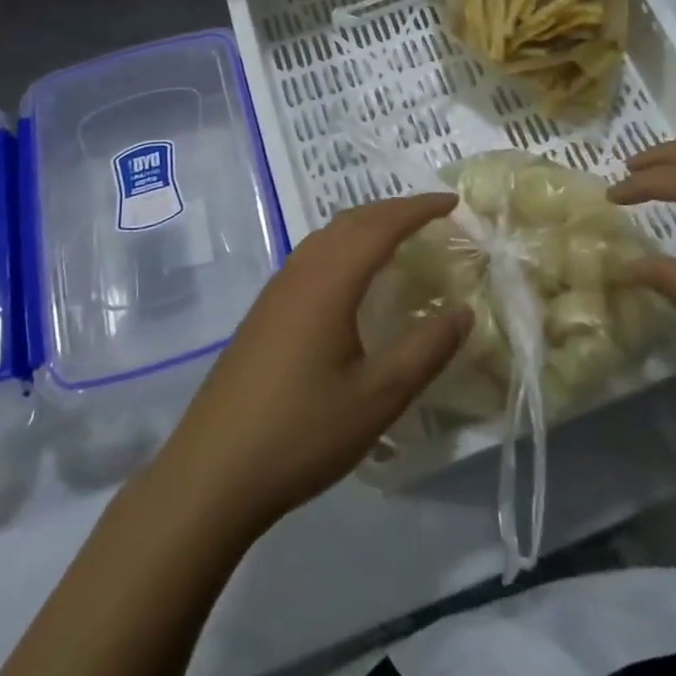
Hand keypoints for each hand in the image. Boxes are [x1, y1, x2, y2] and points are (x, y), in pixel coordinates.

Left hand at [152, 194, 468, 537]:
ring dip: (366, 225)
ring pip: (326, 236)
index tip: (452, 201)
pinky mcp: (263, 313)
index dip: (418, 208)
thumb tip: (464, 311)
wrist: (211, 474)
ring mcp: (275, 292)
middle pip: (351, 221)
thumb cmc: (301, 433)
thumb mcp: (378, 398)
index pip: (381, 226)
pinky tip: (351, 278)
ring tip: (398, 237)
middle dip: (393, 209)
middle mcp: (299, 273)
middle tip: (433, 214)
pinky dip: (344, 247)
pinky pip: (312, 257)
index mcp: (328, 282)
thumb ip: (426, 350)